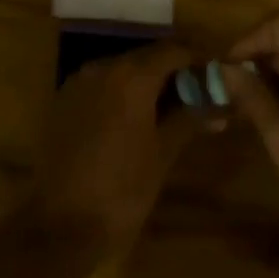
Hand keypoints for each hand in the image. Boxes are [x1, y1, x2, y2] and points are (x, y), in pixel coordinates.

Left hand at [28, 41, 214, 252]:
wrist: (59, 227)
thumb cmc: (121, 191)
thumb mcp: (163, 155)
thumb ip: (190, 120)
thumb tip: (219, 107)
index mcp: (131, 75)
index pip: (174, 50)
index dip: (198, 58)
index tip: (217, 72)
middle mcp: (103, 67)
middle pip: (147, 56)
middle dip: (174, 70)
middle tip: (197, 92)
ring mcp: (79, 81)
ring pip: (122, 69)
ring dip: (147, 81)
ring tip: (170, 107)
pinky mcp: (63, 99)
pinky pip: (101, 84)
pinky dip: (121, 92)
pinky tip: (134, 118)